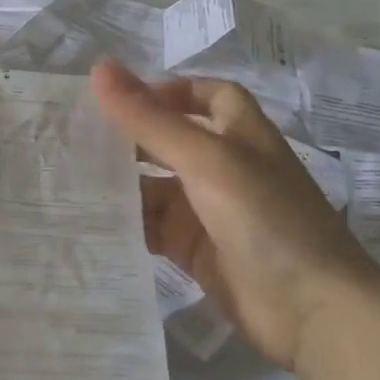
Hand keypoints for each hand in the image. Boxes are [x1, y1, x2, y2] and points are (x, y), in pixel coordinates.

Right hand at [90, 58, 379, 370]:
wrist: (312, 311)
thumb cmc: (265, 218)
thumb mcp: (205, 159)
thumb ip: (150, 119)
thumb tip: (100, 67)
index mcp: (240, 133)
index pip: (205, 96)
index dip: (168, 91)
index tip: (120, 100)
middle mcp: (224, 167)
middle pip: (169, 140)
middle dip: (128, 137)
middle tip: (72, 136)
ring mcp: (209, 210)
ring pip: (154, 185)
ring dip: (120, 182)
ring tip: (67, 177)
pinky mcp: (195, 249)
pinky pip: (151, 226)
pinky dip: (125, 221)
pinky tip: (89, 220)